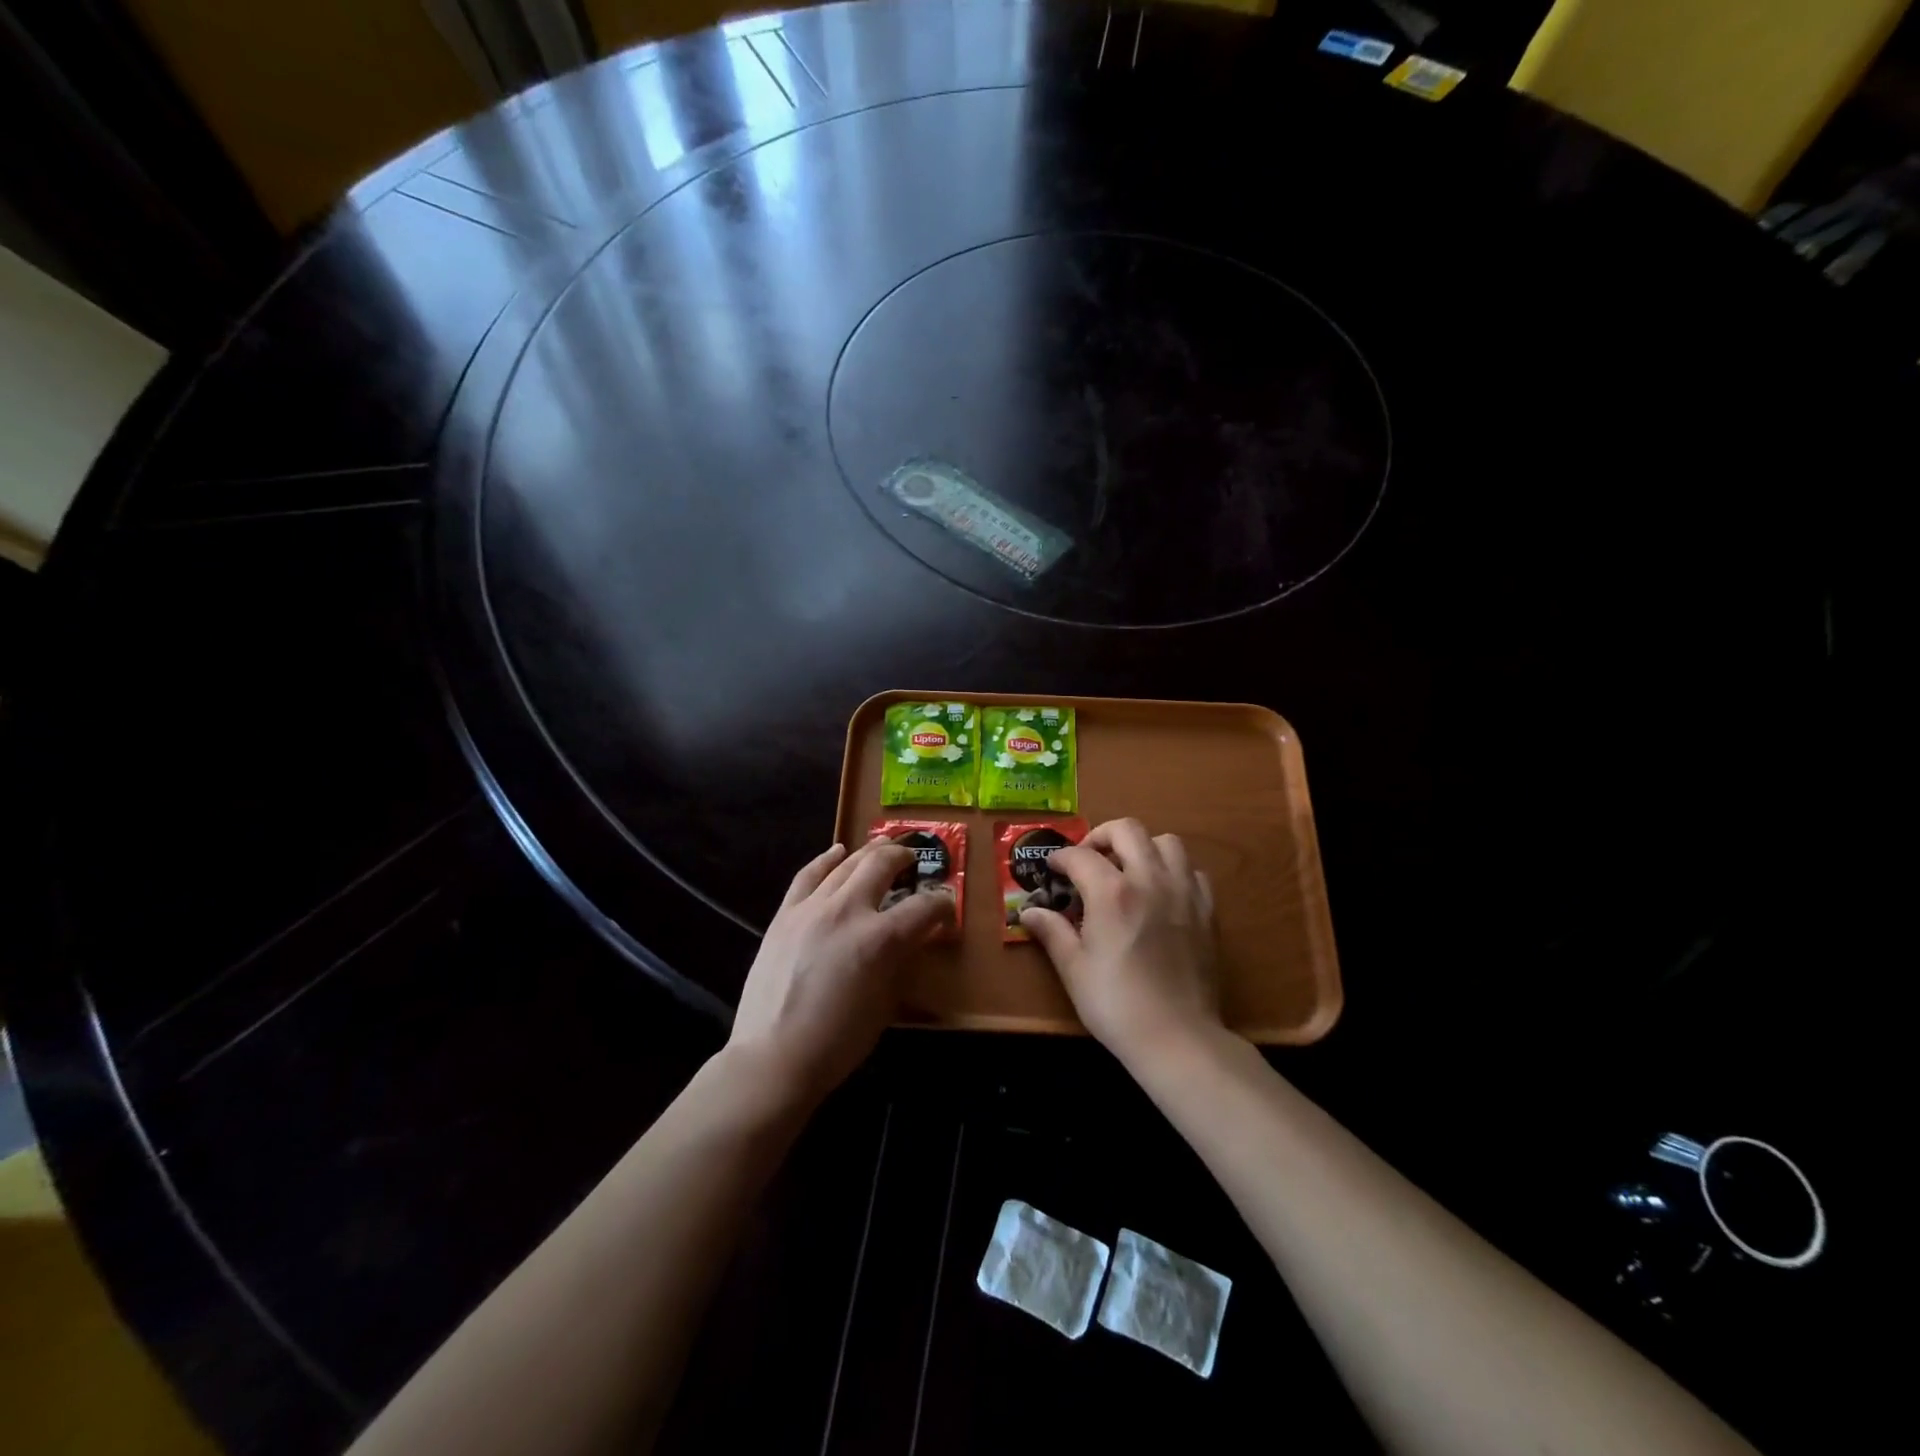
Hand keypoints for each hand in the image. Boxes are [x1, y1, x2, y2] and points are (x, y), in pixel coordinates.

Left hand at [728, 838, 953, 1107]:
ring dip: (870, 852)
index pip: (923, 907)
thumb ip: (901, 961)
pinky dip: (826, 859)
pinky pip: (808, 875)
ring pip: (847, 864)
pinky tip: (838, 852)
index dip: (941, 904)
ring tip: (884, 847)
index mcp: (880, 939)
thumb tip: (913, 937)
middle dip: (904, 857)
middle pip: (882, 865)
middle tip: (912, 860)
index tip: (945, 907)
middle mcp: (848, 911)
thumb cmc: (838, 1042)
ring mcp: (812, 908)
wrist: (773, 1057)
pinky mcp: (785, 914)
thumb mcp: (886, 1003)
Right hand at [1020, 818, 1223, 1066]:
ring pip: (1166, 842)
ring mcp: (1183, 892)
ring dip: (1142, 847)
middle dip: (1102, 836)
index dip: (1061, 858)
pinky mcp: (1207, 910)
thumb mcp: (1074, 969)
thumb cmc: (1116, 1004)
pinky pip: (1192, 870)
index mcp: (1112, 892)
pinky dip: (1173, 870)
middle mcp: (1150, 879)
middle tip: (1089, 859)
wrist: (1177, 1037)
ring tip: (1128, 869)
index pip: (1081, 855)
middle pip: (1127, 830)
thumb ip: (1052, 931)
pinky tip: (1161, 892)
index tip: (1053, 870)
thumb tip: (1028, 911)